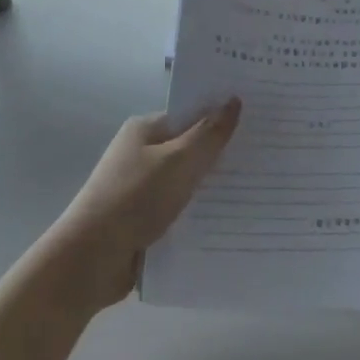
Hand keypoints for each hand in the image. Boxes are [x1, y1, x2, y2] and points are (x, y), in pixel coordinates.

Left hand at [48, 101, 241, 309]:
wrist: (91, 259)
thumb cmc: (134, 198)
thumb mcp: (178, 161)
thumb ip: (209, 133)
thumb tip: (234, 100)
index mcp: (145, 130)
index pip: (191, 114)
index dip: (222, 116)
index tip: (260, 121)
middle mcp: (143, 153)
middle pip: (192, 147)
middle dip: (223, 153)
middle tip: (269, 155)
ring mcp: (143, 188)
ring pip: (189, 181)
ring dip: (215, 187)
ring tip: (261, 189)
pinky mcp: (146, 219)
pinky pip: (182, 209)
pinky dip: (202, 213)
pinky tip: (233, 219)